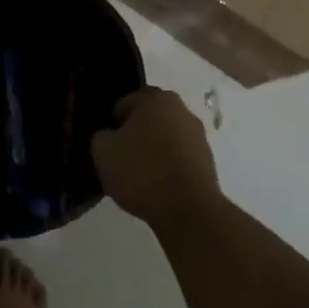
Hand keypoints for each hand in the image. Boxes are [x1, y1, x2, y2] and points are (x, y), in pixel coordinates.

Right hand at [92, 87, 220, 229]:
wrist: (188, 209)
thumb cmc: (141, 171)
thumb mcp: (103, 152)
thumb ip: (101, 136)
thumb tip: (109, 136)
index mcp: (154, 98)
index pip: (125, 103)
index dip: (112, 124)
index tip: (108, 146)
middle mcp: (180, 108)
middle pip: (148, 119)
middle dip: (135, 136)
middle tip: (121, 160)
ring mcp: (198, 134)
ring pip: (165, 138)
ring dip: (153, 151)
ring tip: (140, 178)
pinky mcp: (207, 159)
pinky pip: (179, 157)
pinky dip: (168, 167)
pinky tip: (158, 187)